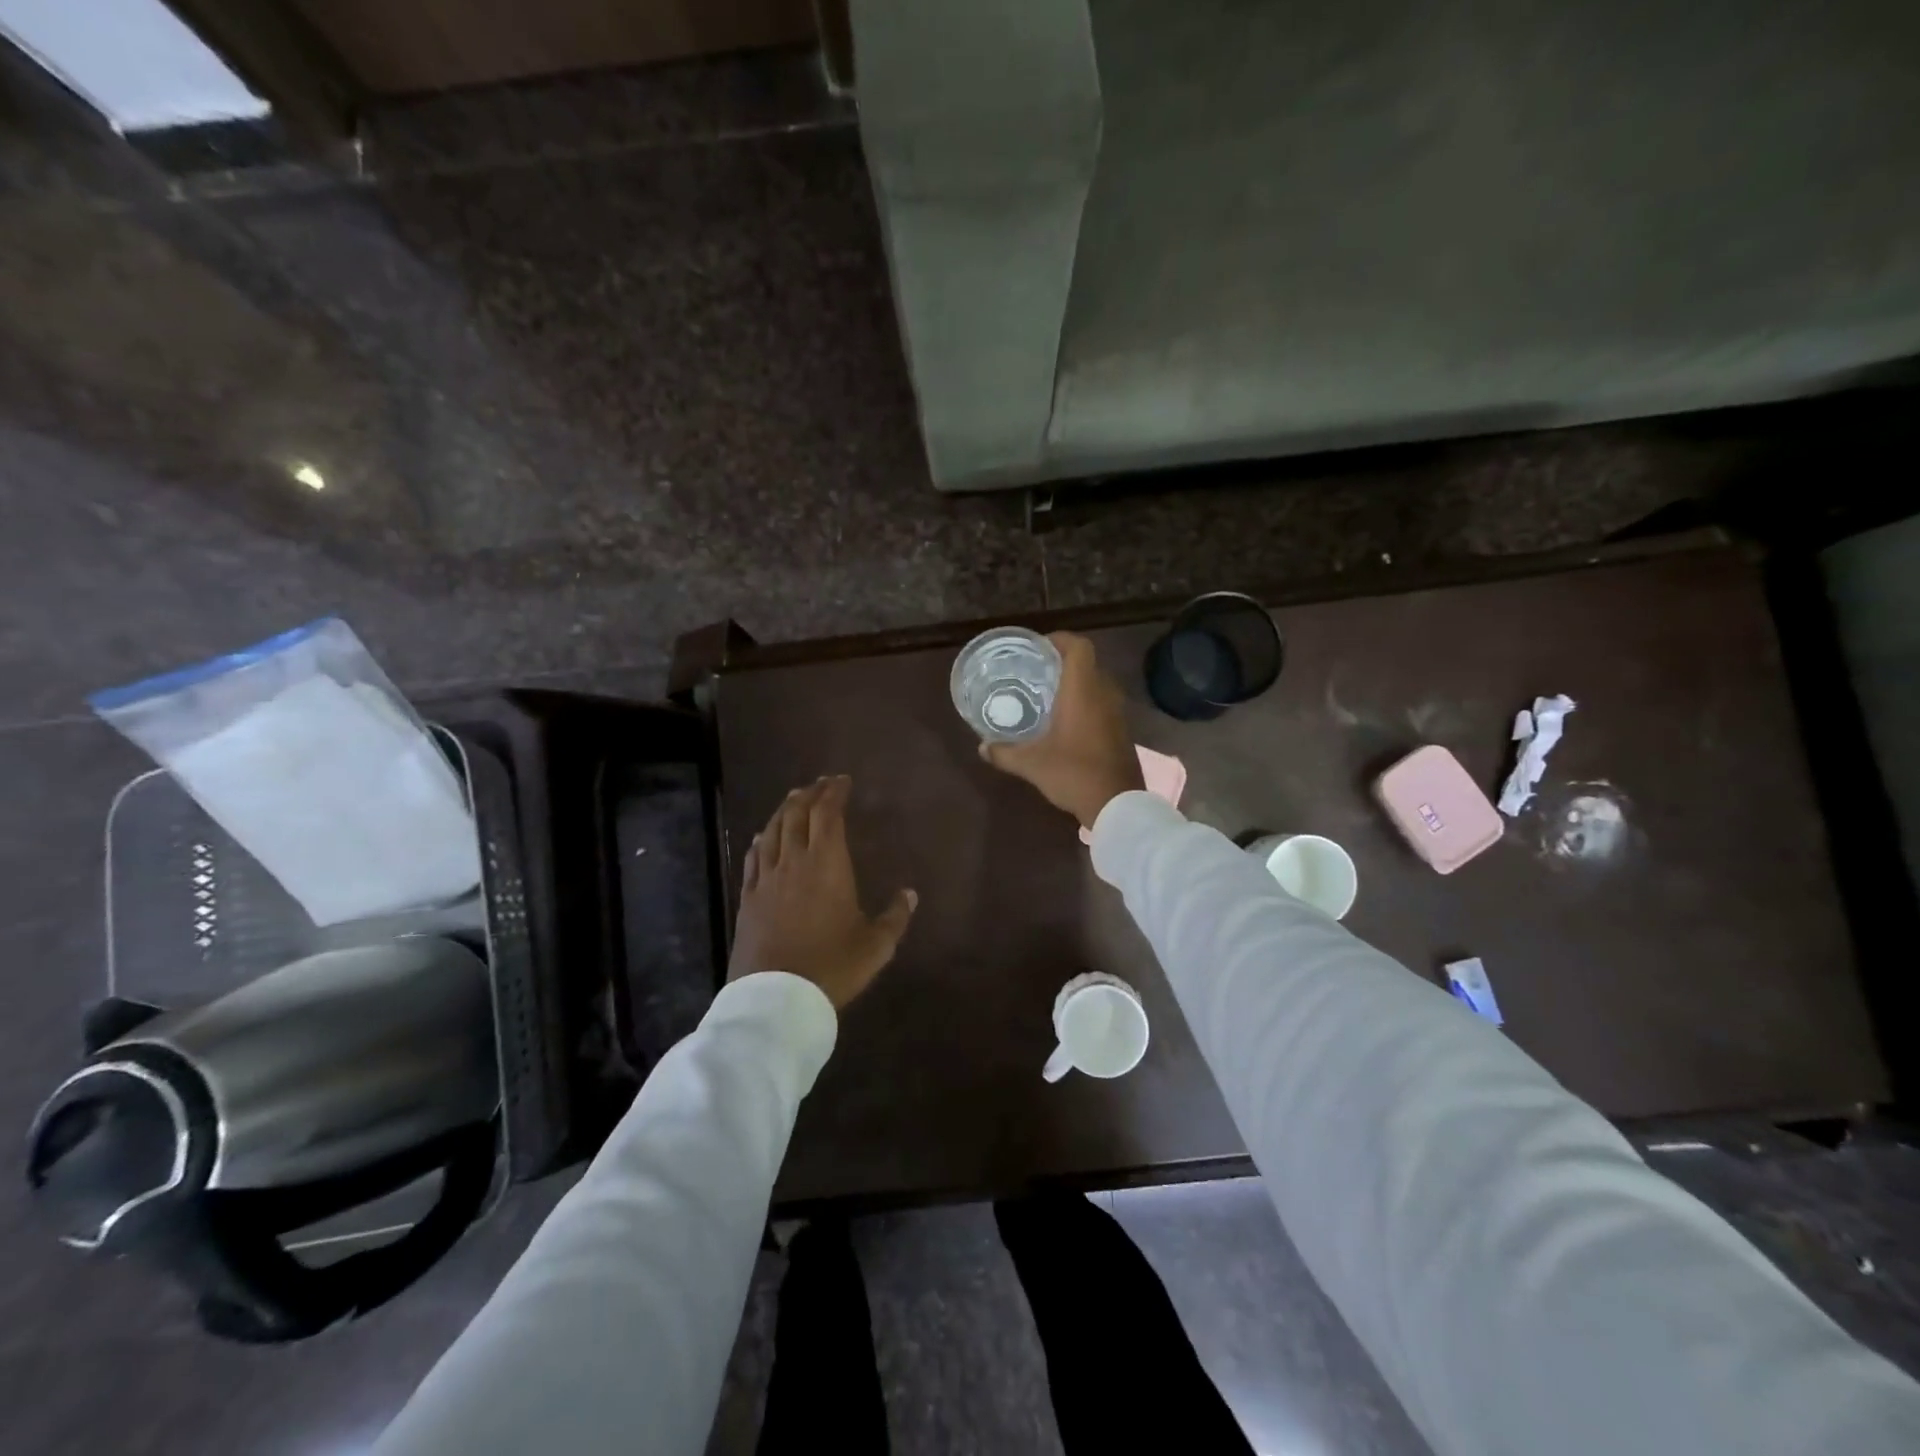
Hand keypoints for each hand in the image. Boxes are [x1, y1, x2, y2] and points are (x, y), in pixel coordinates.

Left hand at [729, 776, 916, 1010]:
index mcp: (827, 864)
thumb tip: (910, 894)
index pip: (828, 815)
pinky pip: (753, 857)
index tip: (842, 781)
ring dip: (785, 810)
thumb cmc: (832, 967)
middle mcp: (794, 862)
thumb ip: (895, 917)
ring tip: (794, 799)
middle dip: (810, 794)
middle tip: (820, 784)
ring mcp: (767, 879)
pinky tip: (763, 835)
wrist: (776, 999)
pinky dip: (761, 839)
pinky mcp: (748, 898)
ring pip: (773, 831)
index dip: (834, 793)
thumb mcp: (875, 946)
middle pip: (798, 814)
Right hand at [979, 631, 1143, 828]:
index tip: (1038, 647)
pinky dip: (1086, 702)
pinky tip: (1066, 721)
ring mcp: (1117, 712)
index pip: (1079, 647)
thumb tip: (982, 747)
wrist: (1118, 804)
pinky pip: (1103, 703)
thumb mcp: (1032, 764)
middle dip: (1063, 662)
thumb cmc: (1074, 774)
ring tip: (1048, 694)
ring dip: (1076, 683)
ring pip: (1096, 684)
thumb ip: (1004, 753)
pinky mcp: (1122, 730)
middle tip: (1037, 671)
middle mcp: (1103, 694)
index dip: (1060, 639)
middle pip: (1087, 663)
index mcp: (1082, 691)